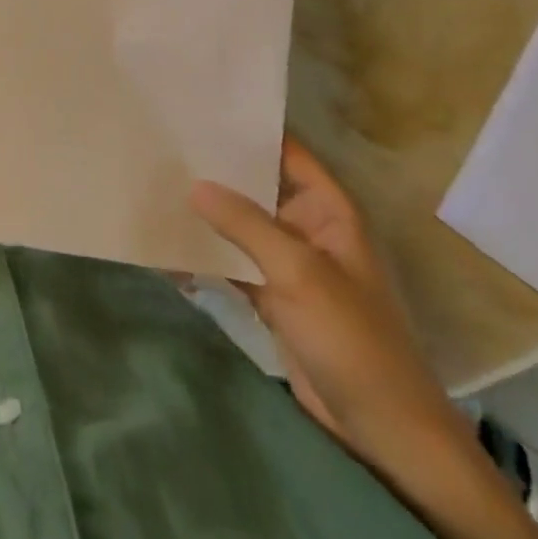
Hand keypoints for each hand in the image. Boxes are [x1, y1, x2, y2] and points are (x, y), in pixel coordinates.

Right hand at [190, 137, 455, 459]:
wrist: (382, 430)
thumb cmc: (352, 338)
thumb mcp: (298, 272)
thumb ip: (245, 224)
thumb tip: (194, 184)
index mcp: (328, 210)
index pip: (287, 152)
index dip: (250, 129)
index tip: (202, 109)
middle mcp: (307, 227)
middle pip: (257, 186)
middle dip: (216, 170)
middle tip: (164, 143)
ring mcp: (289, 263)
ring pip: (241, 224)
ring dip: (207, 212)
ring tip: (155, 182)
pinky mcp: (272, 295)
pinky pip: (233, 262)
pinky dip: (206, 254)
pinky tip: (167, 242)